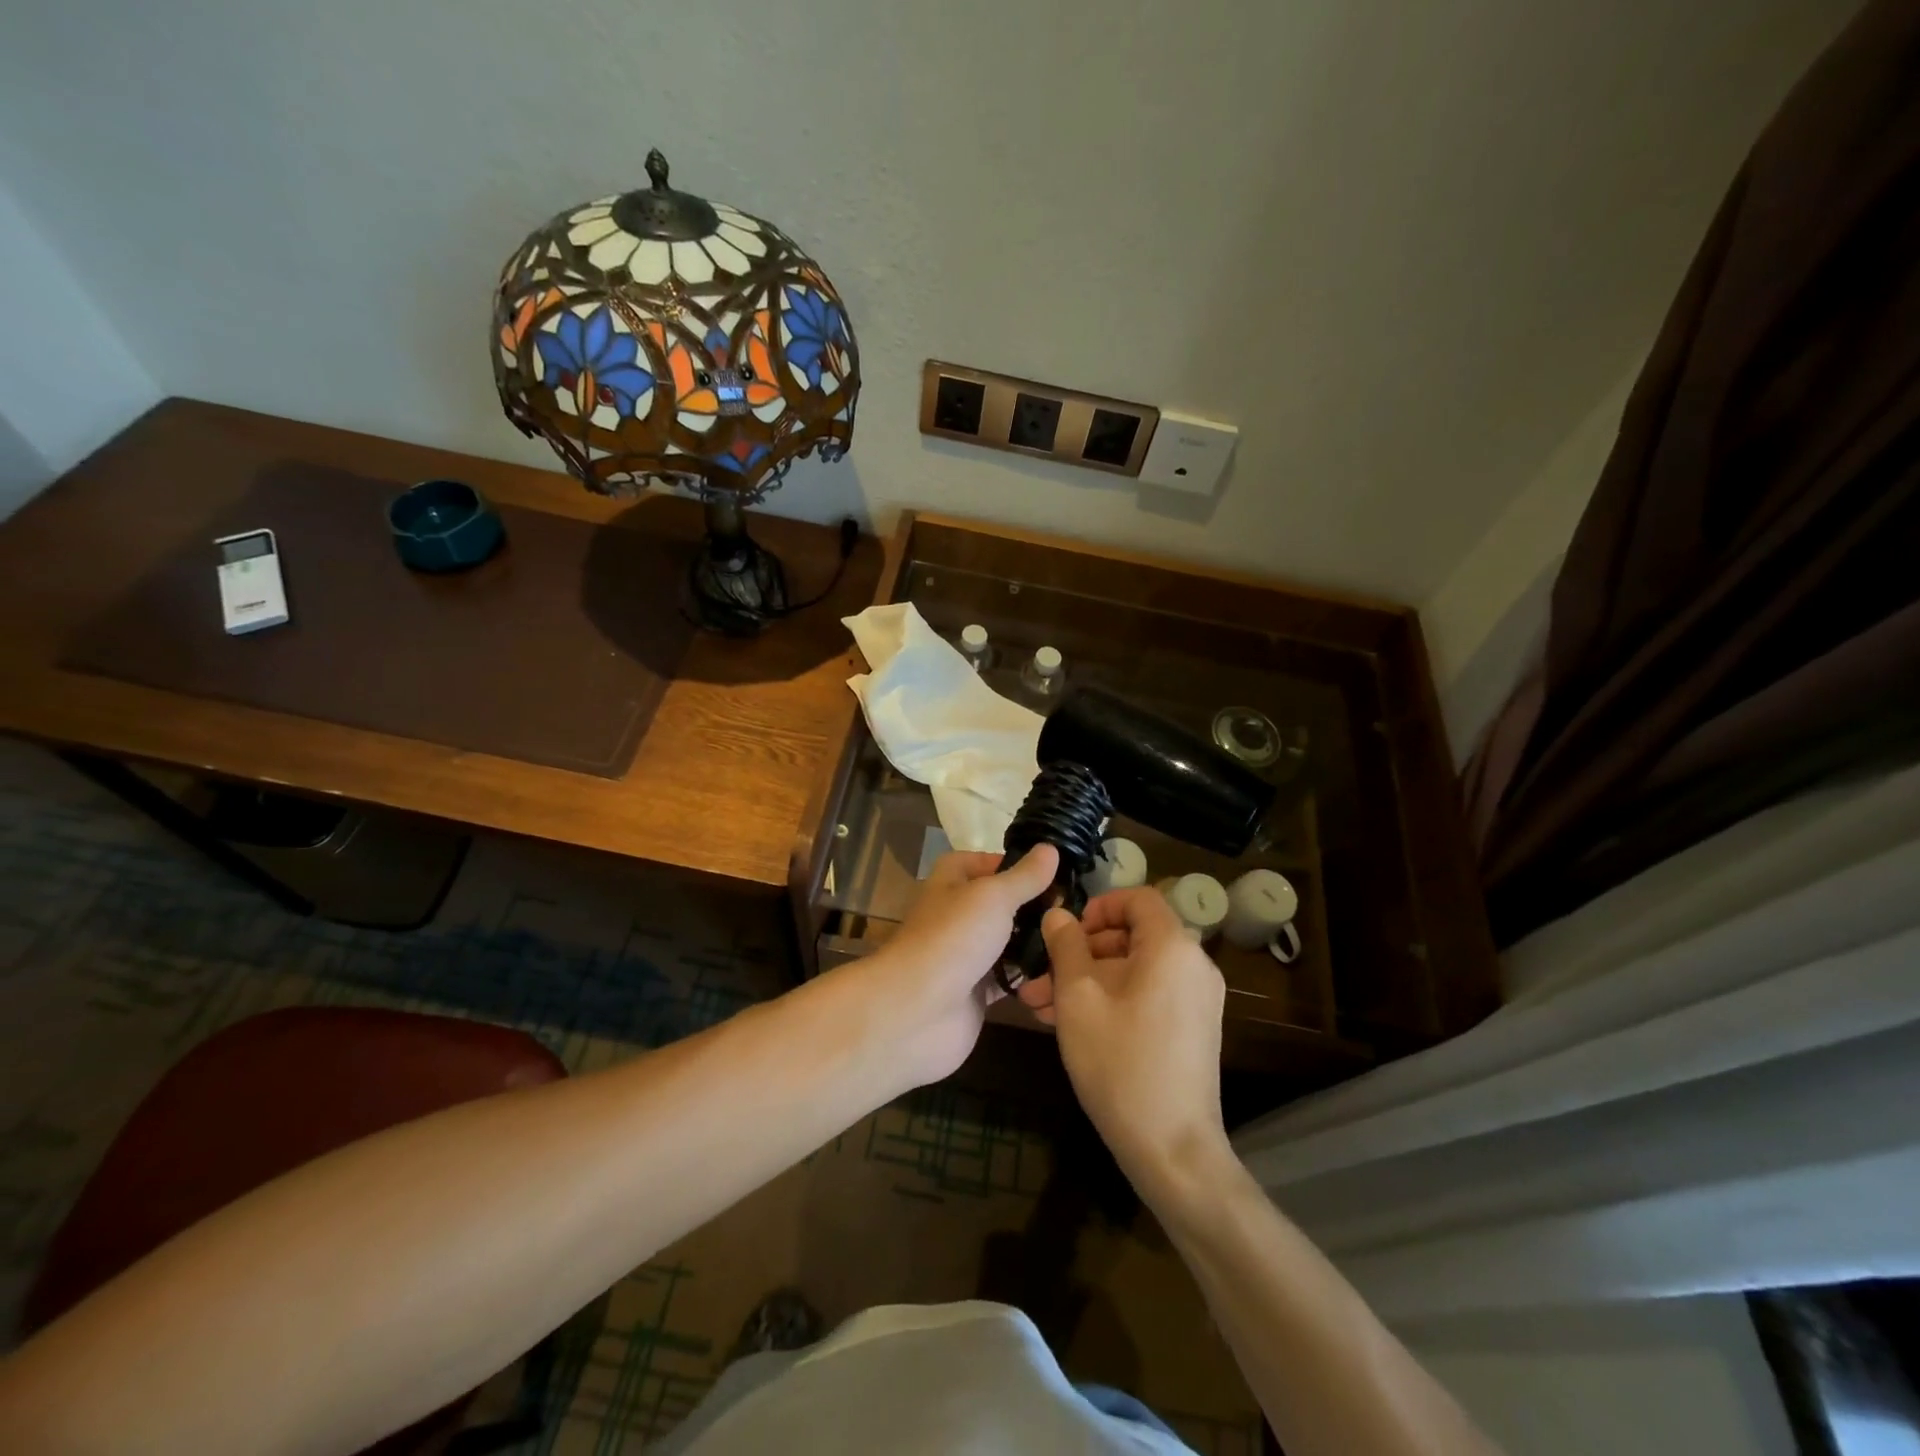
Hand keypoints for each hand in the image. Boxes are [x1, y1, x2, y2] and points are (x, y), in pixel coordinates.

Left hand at [850, 845, 1059, 1088]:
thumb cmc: (953, 937)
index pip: (984, 862)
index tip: (1054, 871)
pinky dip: (1030, 977)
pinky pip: (1009, 978)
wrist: (917, 1010)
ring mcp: (965, 955)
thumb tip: (1050, 848)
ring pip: (1007, 942)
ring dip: (1036, 942)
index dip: (1015, 864)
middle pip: (1000, 904)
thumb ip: (1025, 876)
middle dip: (1034, 907)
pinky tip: (1064, 972)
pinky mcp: (975, 992)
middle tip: (1076, 909)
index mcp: (951, 882)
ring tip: (1078, 939)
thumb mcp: (993, 896)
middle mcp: (957, 914)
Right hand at [1025, 888, 1231, 1195]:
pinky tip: (1070, 1024)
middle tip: (1040, 977)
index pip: (1138, 898)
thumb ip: (1065, 947)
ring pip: (1134, 970)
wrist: (1172, 1148)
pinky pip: (1147, 994)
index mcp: (1172, 947)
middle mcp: (1193, 965)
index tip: (1066, 932)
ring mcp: (1197, 999)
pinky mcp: (1192, 1028)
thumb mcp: (1078, 998)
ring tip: (1040, 1006)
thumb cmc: (1120, 1062)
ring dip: (1087, 980)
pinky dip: (1111, 999)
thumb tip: (1058, 915)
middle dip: (1081, 952)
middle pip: (1132, 936)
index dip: (1099, 906)